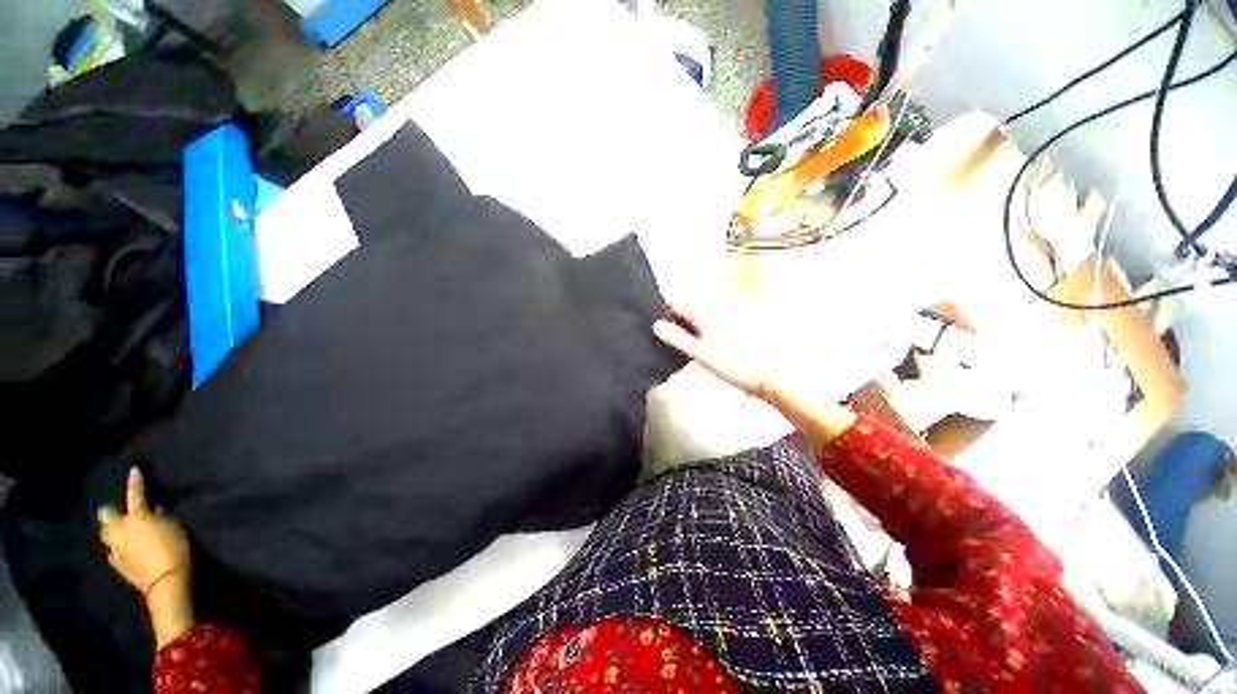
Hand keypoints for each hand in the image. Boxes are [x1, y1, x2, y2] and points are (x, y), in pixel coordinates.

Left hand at [97, 468, 190, 595]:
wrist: (166, 581)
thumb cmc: (175, 548)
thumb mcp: (174, 527)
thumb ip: (160, 518)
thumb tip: (153, 511)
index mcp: (136, 517)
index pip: (135, 493)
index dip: (135, 481)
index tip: (134, 470)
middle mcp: (119, 529)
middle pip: (107, 516)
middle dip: (111, 513)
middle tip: (118, 512)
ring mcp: (115, 548)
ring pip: (107, 534)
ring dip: (113, 531)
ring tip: (122, 531)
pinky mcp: (117, 564)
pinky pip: (113, 550)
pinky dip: (118, 546)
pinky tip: (125, 550)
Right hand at [654, 292, 857, 443]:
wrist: (769, 373)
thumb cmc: (731, 364)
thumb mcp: (700, 353)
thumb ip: (677, 337)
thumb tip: (656, 324)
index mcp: (706, 312)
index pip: (678, 301)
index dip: (666, 310)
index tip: (661, 323)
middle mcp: (718, 305)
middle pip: (691, 302)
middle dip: (679, 314)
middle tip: (674, 333)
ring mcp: (731, 310)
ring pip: (704, 308)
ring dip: (693, 318)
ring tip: (690, 337)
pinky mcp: (742, 318)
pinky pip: (717, 314)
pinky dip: (708, 321)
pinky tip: (709, 337)